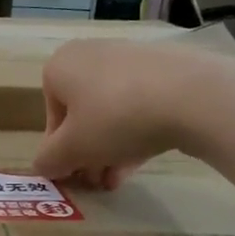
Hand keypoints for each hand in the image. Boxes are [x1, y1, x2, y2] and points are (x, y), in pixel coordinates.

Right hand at [31, 38, 234, 183]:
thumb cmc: (114, 119)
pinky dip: (137, 132)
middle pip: (82, 114)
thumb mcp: (71, 150)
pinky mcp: (166, 68)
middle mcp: (91, 54)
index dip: (60, 152)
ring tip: (119, 178)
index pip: (51, 117)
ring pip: (112, 112)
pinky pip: (140, 105)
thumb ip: (49, 161)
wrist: (192, 95)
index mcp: (60, 66)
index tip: (75, 174)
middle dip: (88, 152)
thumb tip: (42, 167)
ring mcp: (131, 58)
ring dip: (110, 148)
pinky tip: (143, 158)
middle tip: (97, 181)